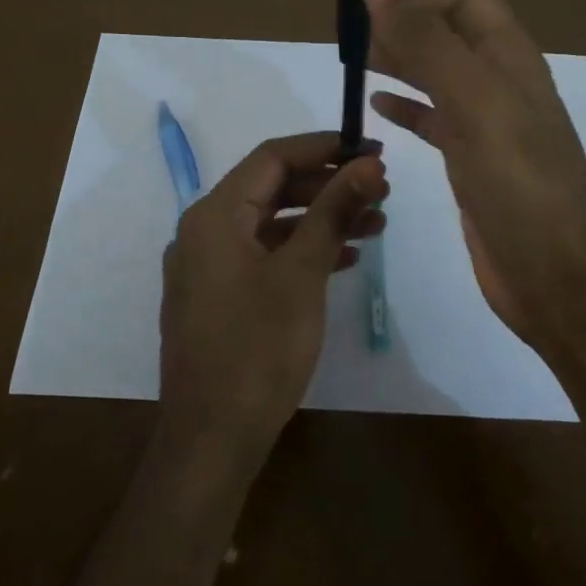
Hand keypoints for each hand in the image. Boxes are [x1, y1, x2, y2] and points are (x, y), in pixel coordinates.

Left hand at [157, 133, 387, 479]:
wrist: (212, 437)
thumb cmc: (258, 349)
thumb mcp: (302, 274)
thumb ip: (333, 212)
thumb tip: (368, 165)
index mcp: (214, 215)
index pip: (272, 157)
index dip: (324, 147)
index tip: (372, 151)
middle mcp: (204, 231)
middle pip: (271, 189)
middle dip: (328, 186)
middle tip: (381, 191)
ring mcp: (209, 267)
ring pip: (272, 225)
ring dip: (321, 220)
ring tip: (377, 223)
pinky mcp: (220, 297)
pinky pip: (265, 257)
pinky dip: (303, 252)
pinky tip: (347, 260)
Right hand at [361, 0, 585, 359]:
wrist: (558, 281)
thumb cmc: (519, 187)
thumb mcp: (472, 104)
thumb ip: (426, 37)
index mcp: (508, 58)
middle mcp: (500, 83)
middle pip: (447, 30)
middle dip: (401, 18)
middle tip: (346, 26)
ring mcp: (487, 125)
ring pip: (437, 73)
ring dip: (399, 58)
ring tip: (354, 56)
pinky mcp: (472, 163)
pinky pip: (434, 120)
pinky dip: (405, 107)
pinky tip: (377, 109)